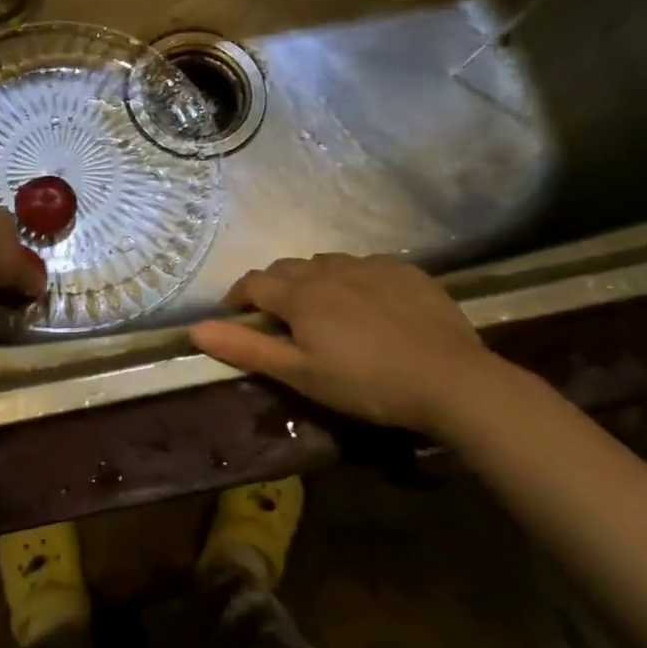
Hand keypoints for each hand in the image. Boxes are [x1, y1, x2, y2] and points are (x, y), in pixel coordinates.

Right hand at [189, 254, 513, 435]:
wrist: (452, 381)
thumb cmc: (366, 384)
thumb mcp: (300, 375)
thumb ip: (246, 349)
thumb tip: (194, 330)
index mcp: (299, 295)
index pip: (253, 283)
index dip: (238, 297)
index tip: (237, 316)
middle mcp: (327, 269)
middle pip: (286, 268)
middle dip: (273, 287)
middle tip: (280, 319)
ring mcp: (368, 265)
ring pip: (324, 263)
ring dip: (312, 281)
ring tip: (323, 310)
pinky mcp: (403, 270)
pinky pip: (364, 265)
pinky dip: (351, 279)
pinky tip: (367, 304)